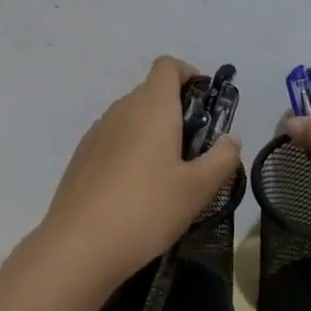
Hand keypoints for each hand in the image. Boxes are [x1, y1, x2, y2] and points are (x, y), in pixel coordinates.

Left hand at [34, 57, 242, 297]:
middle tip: (195, 150)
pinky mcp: (82, 156)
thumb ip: (222, 159)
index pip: (167, 65)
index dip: (189, 74)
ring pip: (131, 116)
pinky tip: (136, 189)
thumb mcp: (198, 189)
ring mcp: (97, 131)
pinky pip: (114, 138)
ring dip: (152, 131)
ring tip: (167, 174)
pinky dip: (130, 149)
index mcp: (152, 107)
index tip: (205, 104)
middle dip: (176, 110)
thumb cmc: (147, 209)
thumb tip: (231, 139)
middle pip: (151, 91)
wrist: (79, 245)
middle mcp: (122, 109)